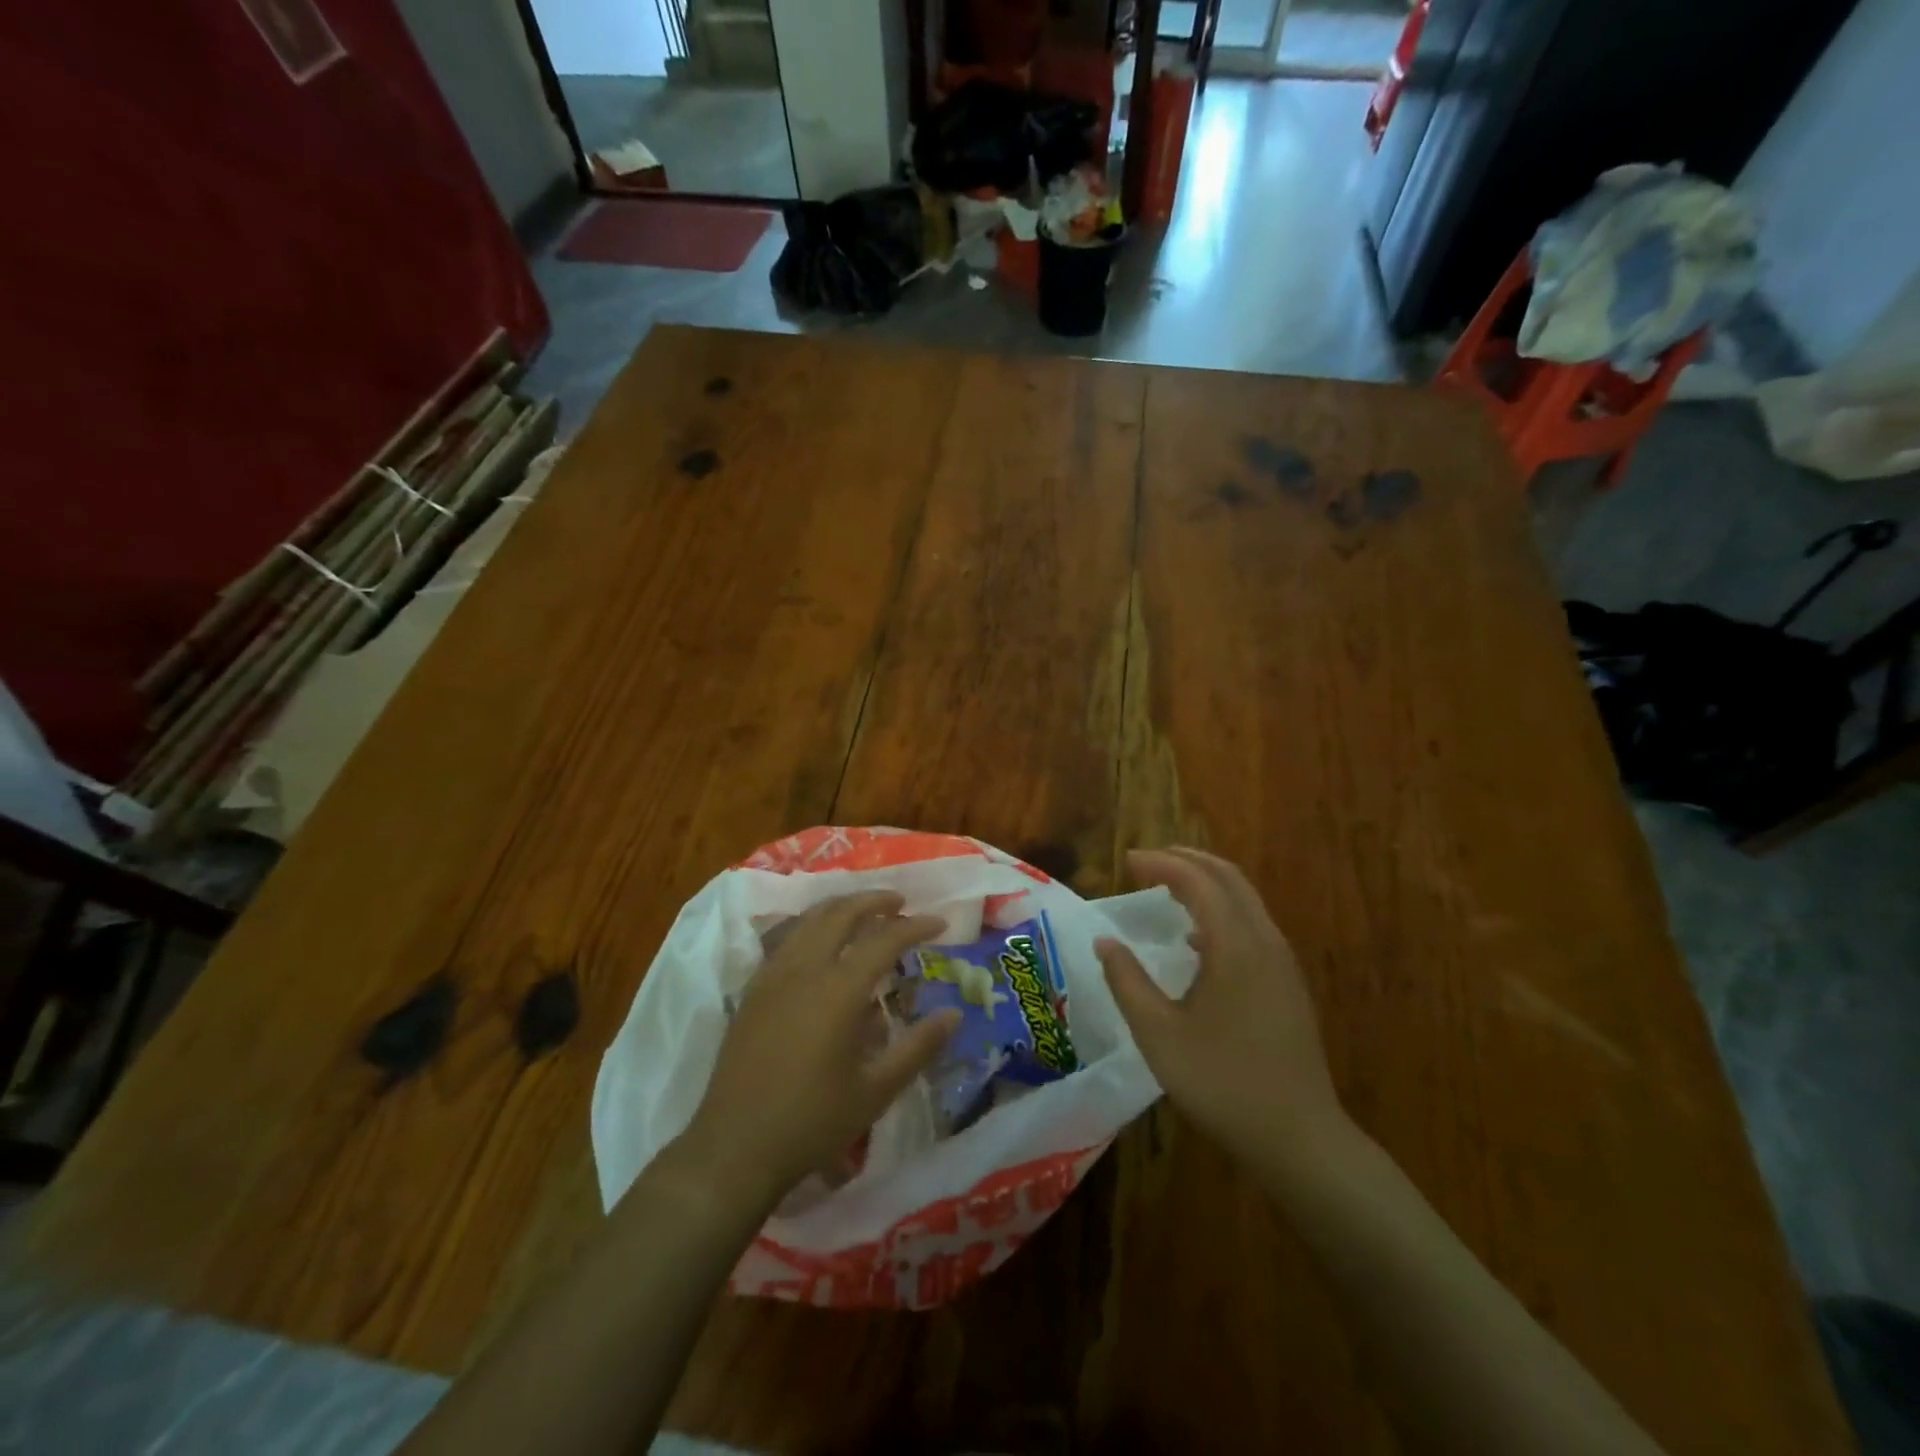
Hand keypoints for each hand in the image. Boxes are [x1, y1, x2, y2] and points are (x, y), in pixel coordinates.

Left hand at [679, 892, 959, 1208]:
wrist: (734, 1148)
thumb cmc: (811, 1122)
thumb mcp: (876, 1091)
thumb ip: (918, 1047)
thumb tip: (954, 1014)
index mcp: (838, 990)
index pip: (884, 940)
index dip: (916, 926)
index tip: (940, 923)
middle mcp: (804, 970)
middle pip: (841, 913)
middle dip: (874, 900)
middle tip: (900, 902)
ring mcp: (773, 976)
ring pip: (809, 920)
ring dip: (841, 907)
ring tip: (864, 912)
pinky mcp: (753, 990)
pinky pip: (787, 938)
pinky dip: (812, 925)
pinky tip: (821, 942)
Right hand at [1097, 848, 1345, 1167]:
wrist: (1300, 1139)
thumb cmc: (1222, 1084)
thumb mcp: (1159, 1035)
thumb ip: (1127, 981)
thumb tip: (1105, 942)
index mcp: (1235, 946)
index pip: (1198, 882)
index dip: (1161, 864)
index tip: (1127, 861)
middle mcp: (1265, 942)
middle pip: (1229, 878)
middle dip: (1187, 860)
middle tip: (1147, 861)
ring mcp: (1282, 963)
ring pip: (1246, 899)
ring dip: (1207, 882)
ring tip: (1167, 887)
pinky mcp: (1288, 984)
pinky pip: (1253, 924)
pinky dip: (1221, 909)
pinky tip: (1196, 938)